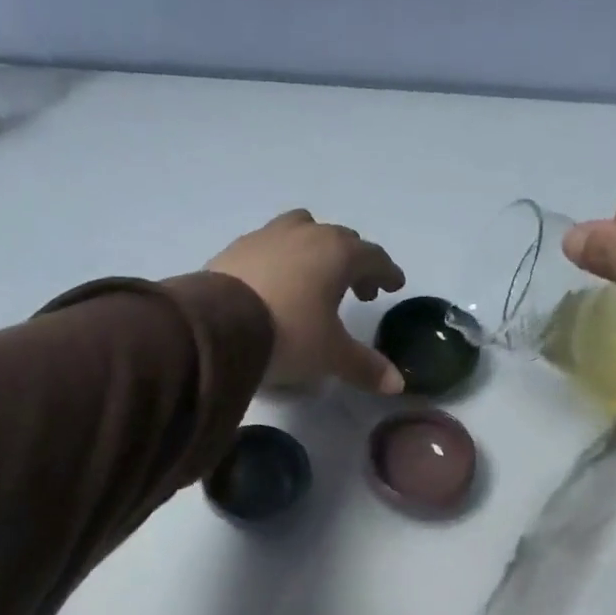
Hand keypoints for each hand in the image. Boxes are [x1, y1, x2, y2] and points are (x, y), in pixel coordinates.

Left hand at [208, 210, 407, 393]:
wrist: (218, 327)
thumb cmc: (289, 334)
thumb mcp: (331, 355)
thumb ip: (365, 367)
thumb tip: (397, 385)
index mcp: (338, 253)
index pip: (373, 256)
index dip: (387, 272)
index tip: (394, 285)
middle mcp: (306, 234)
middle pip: (340, 240)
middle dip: (355, 263)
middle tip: (359, 291)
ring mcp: (267, 235)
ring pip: (303, 230)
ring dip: (316, 250)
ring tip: (315, 278)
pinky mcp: (236, 248)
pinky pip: (270, 245)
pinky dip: (283, 258)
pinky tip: (276, 283)